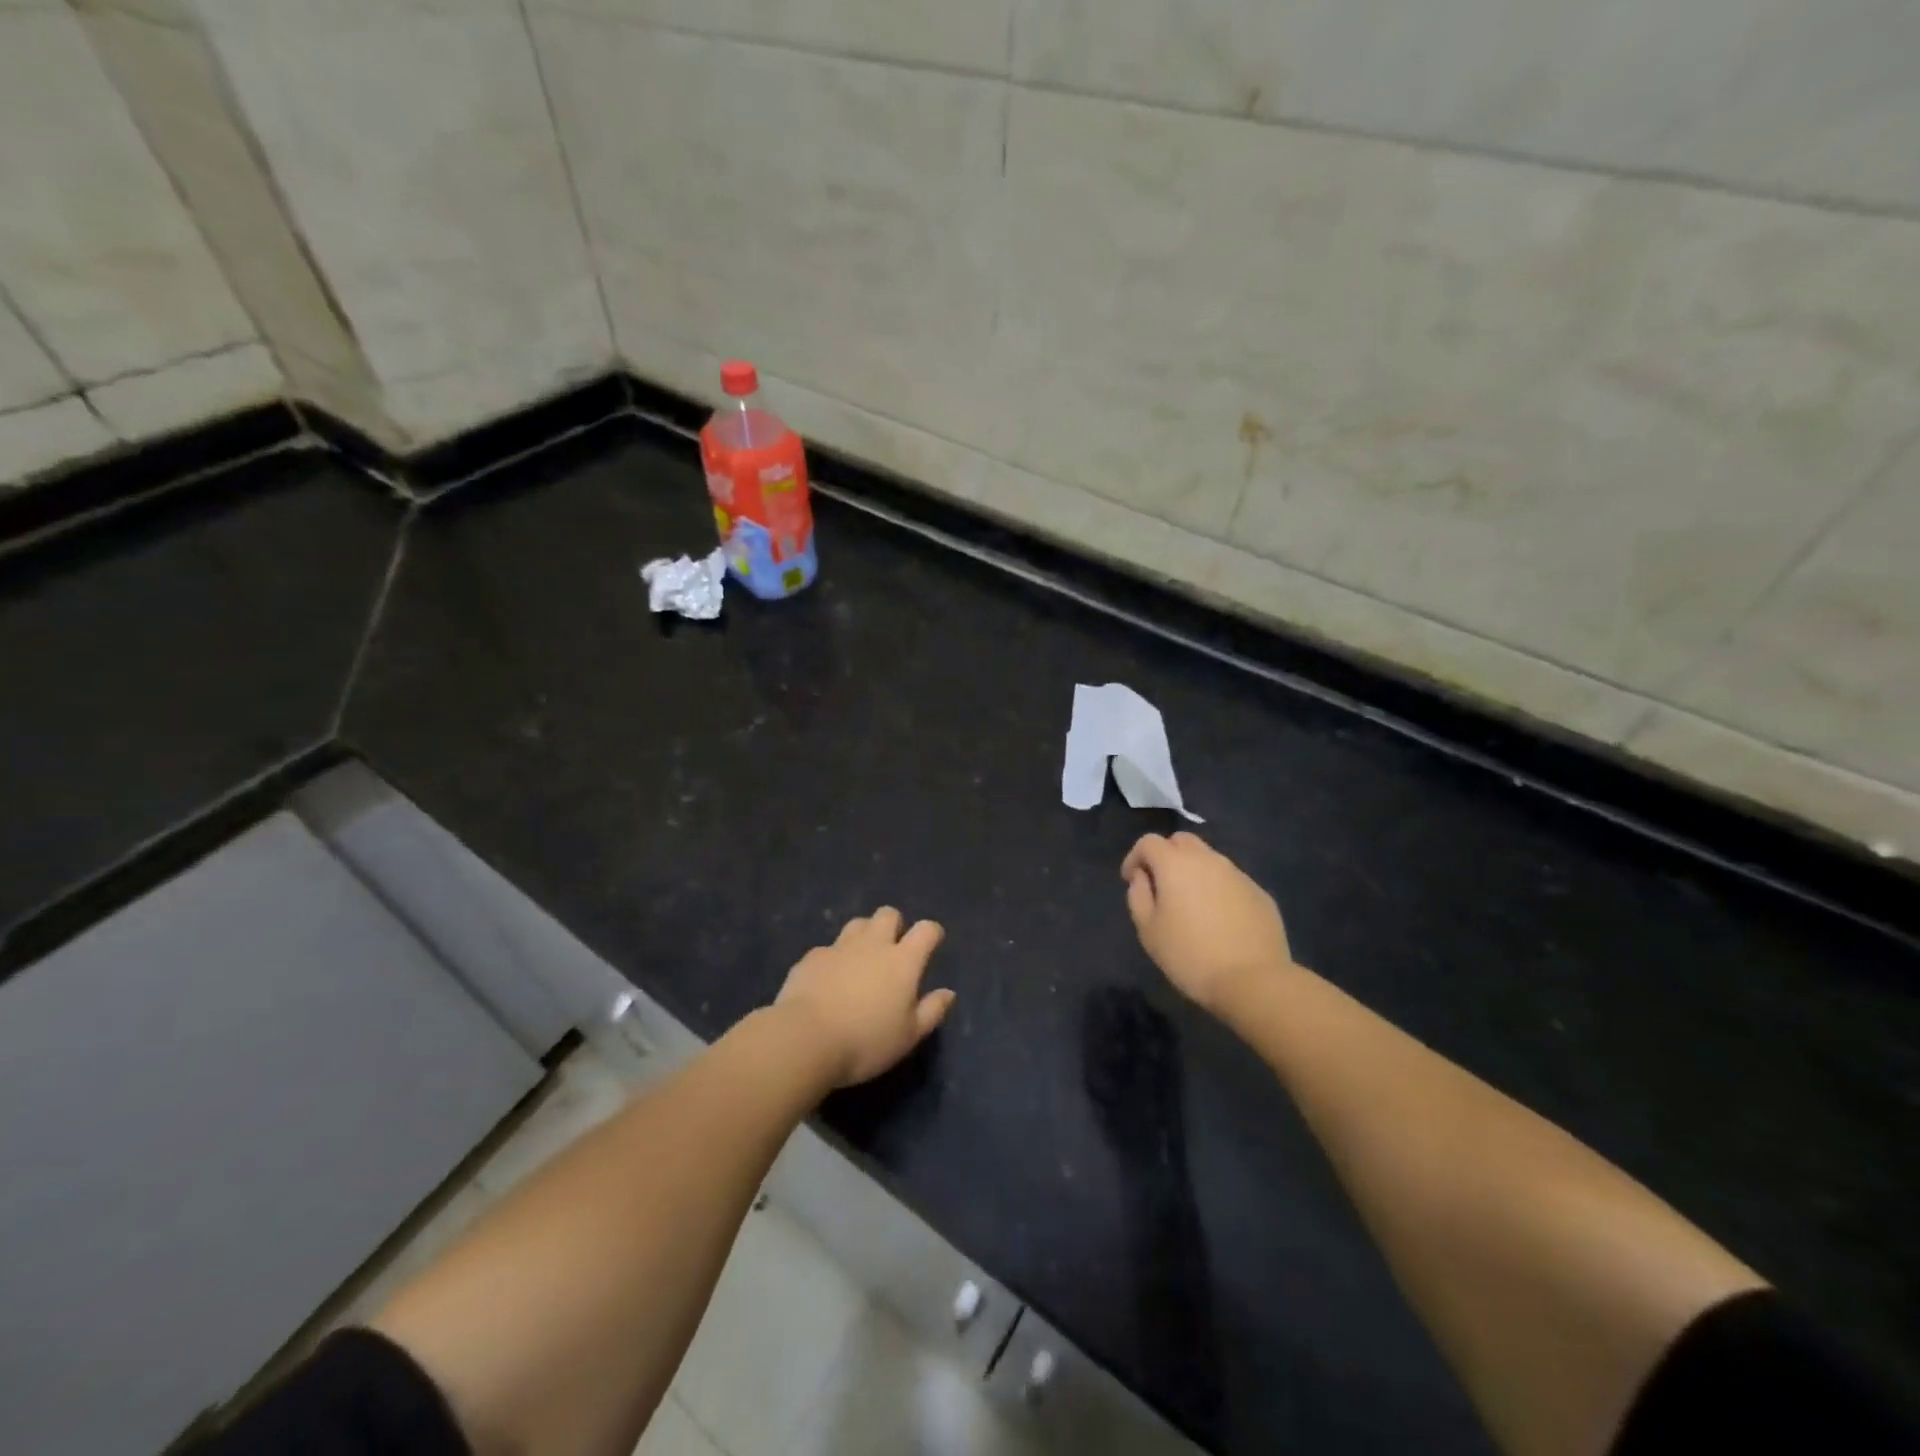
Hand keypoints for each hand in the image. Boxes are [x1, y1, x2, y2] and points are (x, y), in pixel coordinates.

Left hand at [776, 907, 955, 1085]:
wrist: (804, 1039)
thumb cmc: (865, 1041)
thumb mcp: (908, 1036)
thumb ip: (931, 1011)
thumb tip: (948, 993)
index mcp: (903, 961)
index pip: (926, 930)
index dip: (931, 933)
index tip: (932, 944)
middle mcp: (873, 944)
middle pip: (888, 914)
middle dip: (894, 925)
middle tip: (892, 951)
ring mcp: (839, 947)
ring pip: (857, 924)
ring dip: (864, 935)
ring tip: (861, 960)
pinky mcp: (811, 957)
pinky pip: (828, 948)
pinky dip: (834, 959)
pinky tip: (828, 981)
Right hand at [1120, 832, 1291, 1014]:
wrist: (1253, 980)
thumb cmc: (1190, 955)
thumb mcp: (1148, 930)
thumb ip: (1138, 896)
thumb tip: (1143, 877)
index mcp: (1175, 864)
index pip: (1148, 842)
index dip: (1135, 857)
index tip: (1131, 881)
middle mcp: (1208, 859)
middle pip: (1181, 841)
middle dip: (1166, 855)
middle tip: (1161, 885)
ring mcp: (1238, 874)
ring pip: (1209, 859)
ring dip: (1194, 872)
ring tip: (1191, 904)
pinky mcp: (1259, 893)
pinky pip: (1231, 881)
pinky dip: (1218, 889)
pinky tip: (1219, 920)